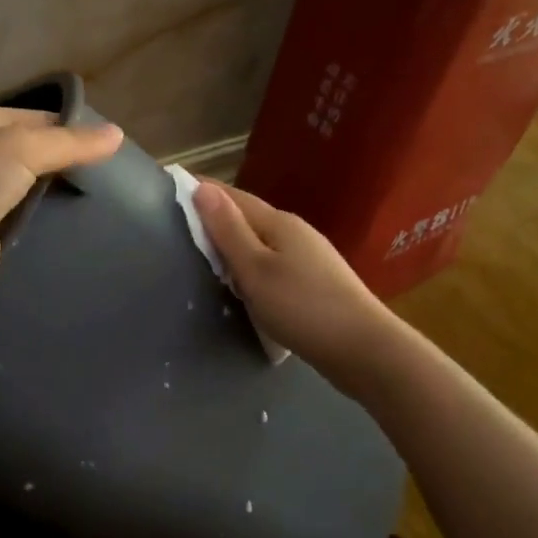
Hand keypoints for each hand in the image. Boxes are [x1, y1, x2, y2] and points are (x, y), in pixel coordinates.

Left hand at [0, 107, 123, 326]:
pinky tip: (84, 227)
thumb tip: (118, 133)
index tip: (111, 143)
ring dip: (61, 196)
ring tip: (110, 201)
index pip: (34, 117)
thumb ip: (68, 142)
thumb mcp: (18, 148)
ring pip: (33, 191)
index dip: (71, 127)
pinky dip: (51, 225)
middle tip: (117, 175)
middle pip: (34, 154)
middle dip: (69, 163)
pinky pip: (29, 223)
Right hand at [192, 180, 402, 404]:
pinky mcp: (316, 283)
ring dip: (234, 243)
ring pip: (261, 242)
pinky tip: (243, 283)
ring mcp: (310, 257)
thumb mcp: (256, 269)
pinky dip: (251, 265)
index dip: (202, 190)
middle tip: (178, 225)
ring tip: (204, 254)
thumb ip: (228, 230)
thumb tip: (202, 188)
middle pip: (248, 217)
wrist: (365, 350)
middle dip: (216, 217)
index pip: (233, 196)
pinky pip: (273, 263)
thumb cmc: (303, 307)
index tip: (171, 187)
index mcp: (278, 222)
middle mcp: (295, 232)